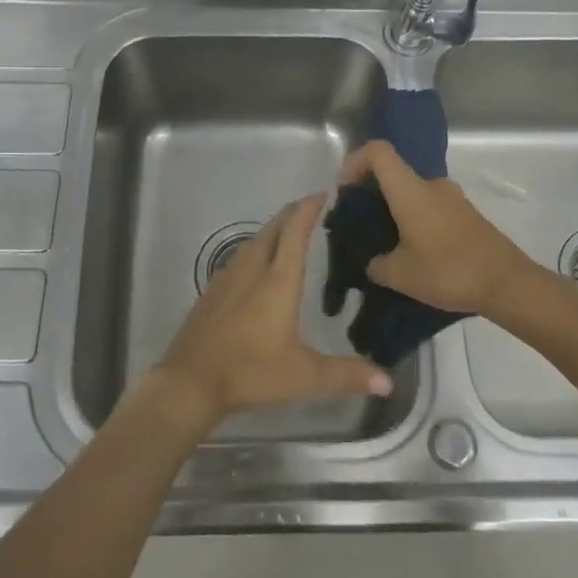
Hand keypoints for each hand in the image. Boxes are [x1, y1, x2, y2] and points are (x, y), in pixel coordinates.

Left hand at [155, 195, 392, 424]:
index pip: (294, 233)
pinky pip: (237, 259)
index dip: (307, 211)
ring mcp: (226, 280)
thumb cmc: (250, 372)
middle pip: (272, 231)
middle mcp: (252, 271)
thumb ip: (346, 375)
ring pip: (252, 243)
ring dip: (270, 231)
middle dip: (290, 215)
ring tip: (285, 232)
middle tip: (308, 208)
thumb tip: (388, 382)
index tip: (321, 194)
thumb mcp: (305, 377)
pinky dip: (253, 251)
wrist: (189, 383)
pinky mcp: (211, 294)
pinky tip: (254, 266)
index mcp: (278, 281)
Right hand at [336, 140, 536, 315]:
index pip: (378, 151)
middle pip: (393, 173)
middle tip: (361, 226)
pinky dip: (415, 220)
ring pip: (413, 193)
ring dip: (395, 210)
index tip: (345, 191)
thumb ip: (376, 264)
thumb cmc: (448, 271)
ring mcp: (452, 198)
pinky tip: (415, 253)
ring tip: (387, 245)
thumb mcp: (400, 275)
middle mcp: (431, 185)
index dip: (354, 162)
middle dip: (371, 193)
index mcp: (410, 190)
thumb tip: (373, 262)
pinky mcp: (466, 214)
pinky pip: (431, 207)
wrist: (507, 283)